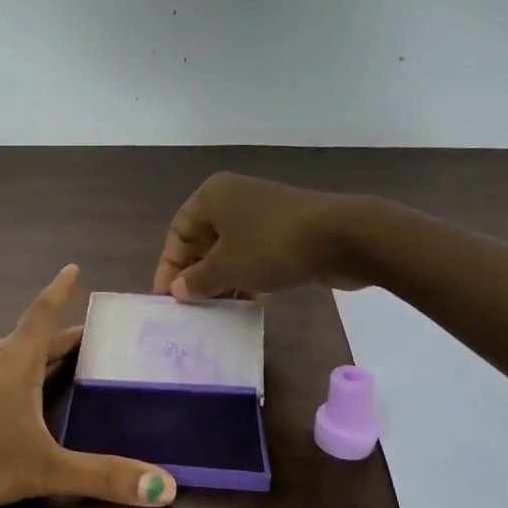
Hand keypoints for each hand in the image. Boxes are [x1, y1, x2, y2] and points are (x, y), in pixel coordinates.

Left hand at [0, 265, 177, 507]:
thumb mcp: (47, 470)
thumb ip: (105, 479)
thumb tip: (167, 490)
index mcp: (16, 371)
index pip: (41, 321)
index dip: (59, 295)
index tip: (71, 268)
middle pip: (22, 342)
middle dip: (50, 336)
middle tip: (74, 334)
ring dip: (10, 350)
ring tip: (21, 346)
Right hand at [152, 172, 355, 301]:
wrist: (343, 237)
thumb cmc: (271, 245)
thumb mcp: (227, 267)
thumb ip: (197, 281)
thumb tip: (177, 290)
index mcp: (211, 197)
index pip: (177, 233)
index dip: (168, 267)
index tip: (165, 299)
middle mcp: (233, 198)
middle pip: (202, 241)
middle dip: (196, 275)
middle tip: (191, 308)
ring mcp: (261, 213)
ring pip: (229, 250)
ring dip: (221, 279)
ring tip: (216, 311)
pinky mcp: (284, 229)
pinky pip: (253, 254)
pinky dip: (245, 275)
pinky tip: (247, 302)